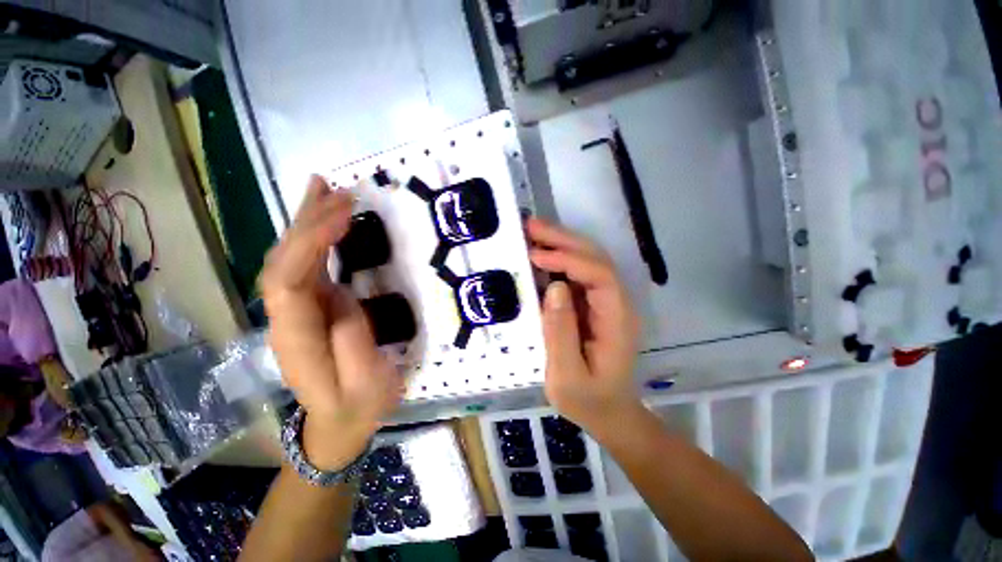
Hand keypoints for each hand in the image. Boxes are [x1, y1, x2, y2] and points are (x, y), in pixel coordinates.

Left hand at [260, 175, 402, 469]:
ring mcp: (297, 310)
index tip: (343, 216)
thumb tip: (343, 299)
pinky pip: (307, 265)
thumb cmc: (358, 407)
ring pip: (290, 258)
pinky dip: (313, 237)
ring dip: (306, 222)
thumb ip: (353, 344)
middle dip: (308, 224)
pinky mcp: (312, 305)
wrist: (339, 423)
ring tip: (325, 189)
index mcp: (298, 339)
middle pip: (284, 262)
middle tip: (340, 193)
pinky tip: (322, 217)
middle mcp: (288, 318)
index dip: (310, 245)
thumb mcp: (367, 385)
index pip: (289, 282)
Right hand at [527, 218, 641, 432]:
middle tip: (531, 226)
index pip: (599, 275)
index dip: (568, 260)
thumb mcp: (567, 377)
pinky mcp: (593, 304)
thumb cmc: (588, 401)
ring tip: (532, 233)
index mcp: (616, 320)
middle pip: (596, 259)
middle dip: (564, 240)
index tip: (536, 256)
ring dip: (561, 243)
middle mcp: (616, 303)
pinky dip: (558, 260)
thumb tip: (554, 287)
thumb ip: (561, 333)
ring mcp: (605, 302)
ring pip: (587, 261)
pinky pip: (577, 274)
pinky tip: (539, 255)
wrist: (609, 413)